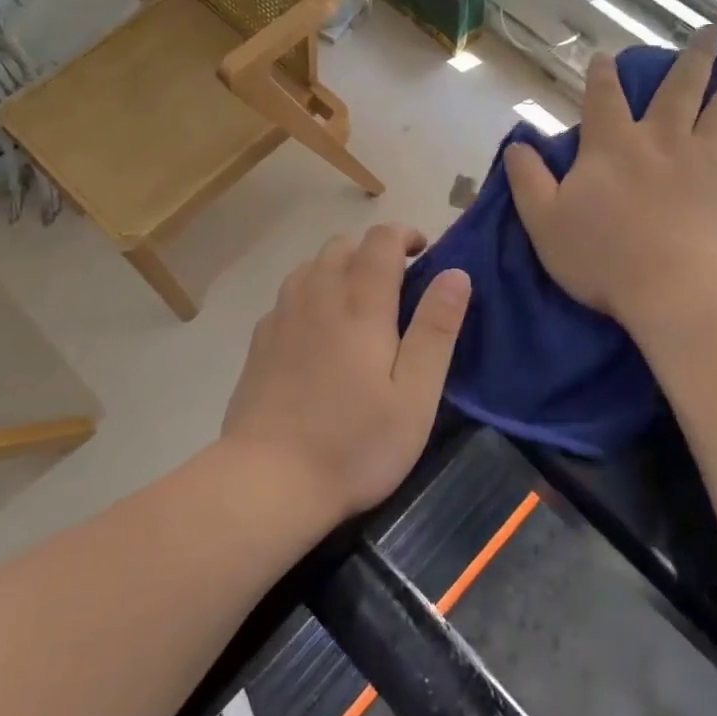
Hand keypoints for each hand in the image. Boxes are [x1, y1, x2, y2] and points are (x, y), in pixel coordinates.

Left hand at [221, 224, 471, 523]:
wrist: (267, 480)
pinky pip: (289, 294)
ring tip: (358, 302)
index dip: (405, 235)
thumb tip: (456, 273)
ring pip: (311, 265)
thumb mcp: (415, 396)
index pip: (381, 240)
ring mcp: (282, 317)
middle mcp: (318, 297)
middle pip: (343, 245)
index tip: (424, 253)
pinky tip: (318, 329)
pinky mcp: (260, 341)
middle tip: (397, 284)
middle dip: (373, 250)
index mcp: (360, 306)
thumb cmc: (354, 443)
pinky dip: (311, 293)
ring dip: (339, 267)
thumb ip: (436, 330)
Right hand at [506, 28, 716, 330]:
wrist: (676, 289)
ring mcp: (706, 160)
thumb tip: (516, 144)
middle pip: (680, 88)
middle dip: (694, 58)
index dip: (602, 74)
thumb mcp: (544, 221)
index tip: (606, 56)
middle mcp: (662, 140)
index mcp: (612, 146)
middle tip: (711, 30)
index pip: (603, 98)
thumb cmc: (603, 257)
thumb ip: (528, 179)